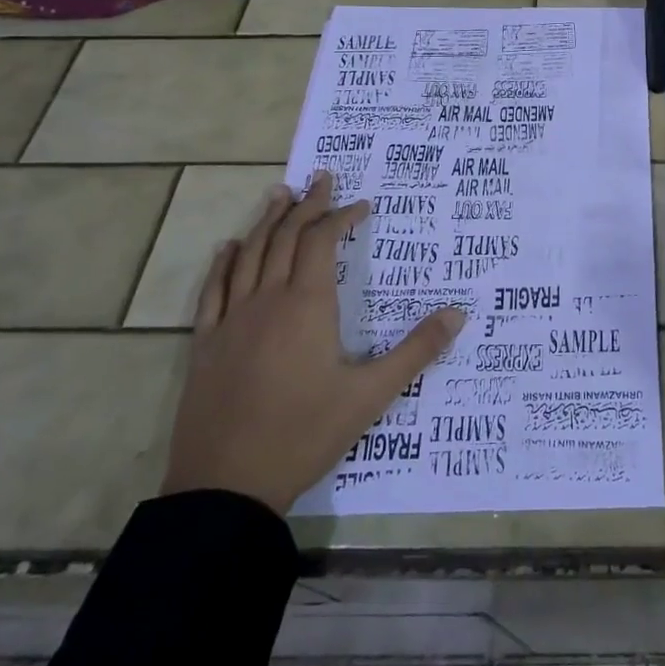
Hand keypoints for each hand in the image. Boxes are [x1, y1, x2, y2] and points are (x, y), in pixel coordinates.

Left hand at [162, 173, 466, 514]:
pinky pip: (213, 291)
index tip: (361, 204)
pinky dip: (224, 263)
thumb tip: (458, 313)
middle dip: (307, 205)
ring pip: (249, 255)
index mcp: (308, 305)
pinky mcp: (206, 344)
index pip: (323, 242)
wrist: (225, 487)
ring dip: (267, 221)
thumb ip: (417, 350)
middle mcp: (267, 300)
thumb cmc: (304, 434)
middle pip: (286, 238)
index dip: (342, 216)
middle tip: (321, 178)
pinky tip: (229, 247)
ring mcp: (231, 320)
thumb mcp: (371, 394)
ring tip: (279, 194)